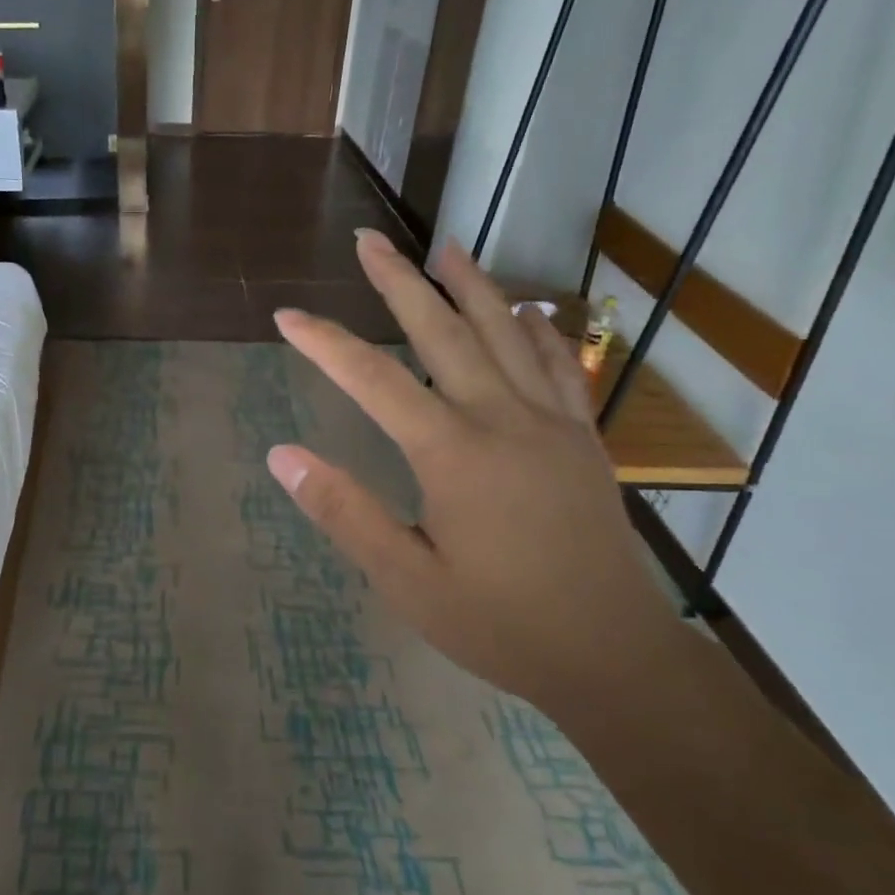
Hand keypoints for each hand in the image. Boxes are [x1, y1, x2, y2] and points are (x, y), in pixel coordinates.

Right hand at [268, 229, 683, 709]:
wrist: (611, 655)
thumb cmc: (498, 623)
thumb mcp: (405, 579)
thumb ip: (345, 512)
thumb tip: (283, 456)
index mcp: (452, 453)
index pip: (373, 381)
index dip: (325, 344)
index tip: (287, 316)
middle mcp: (502, 420)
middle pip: (444, 332)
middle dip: (399, 282)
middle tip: (369, 239)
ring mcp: (551, 424)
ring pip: (507, 335)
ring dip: (472, 286)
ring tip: (446, 246)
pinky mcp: (583, 441)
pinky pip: (560, 368)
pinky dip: (539, 331)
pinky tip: (529, 311)